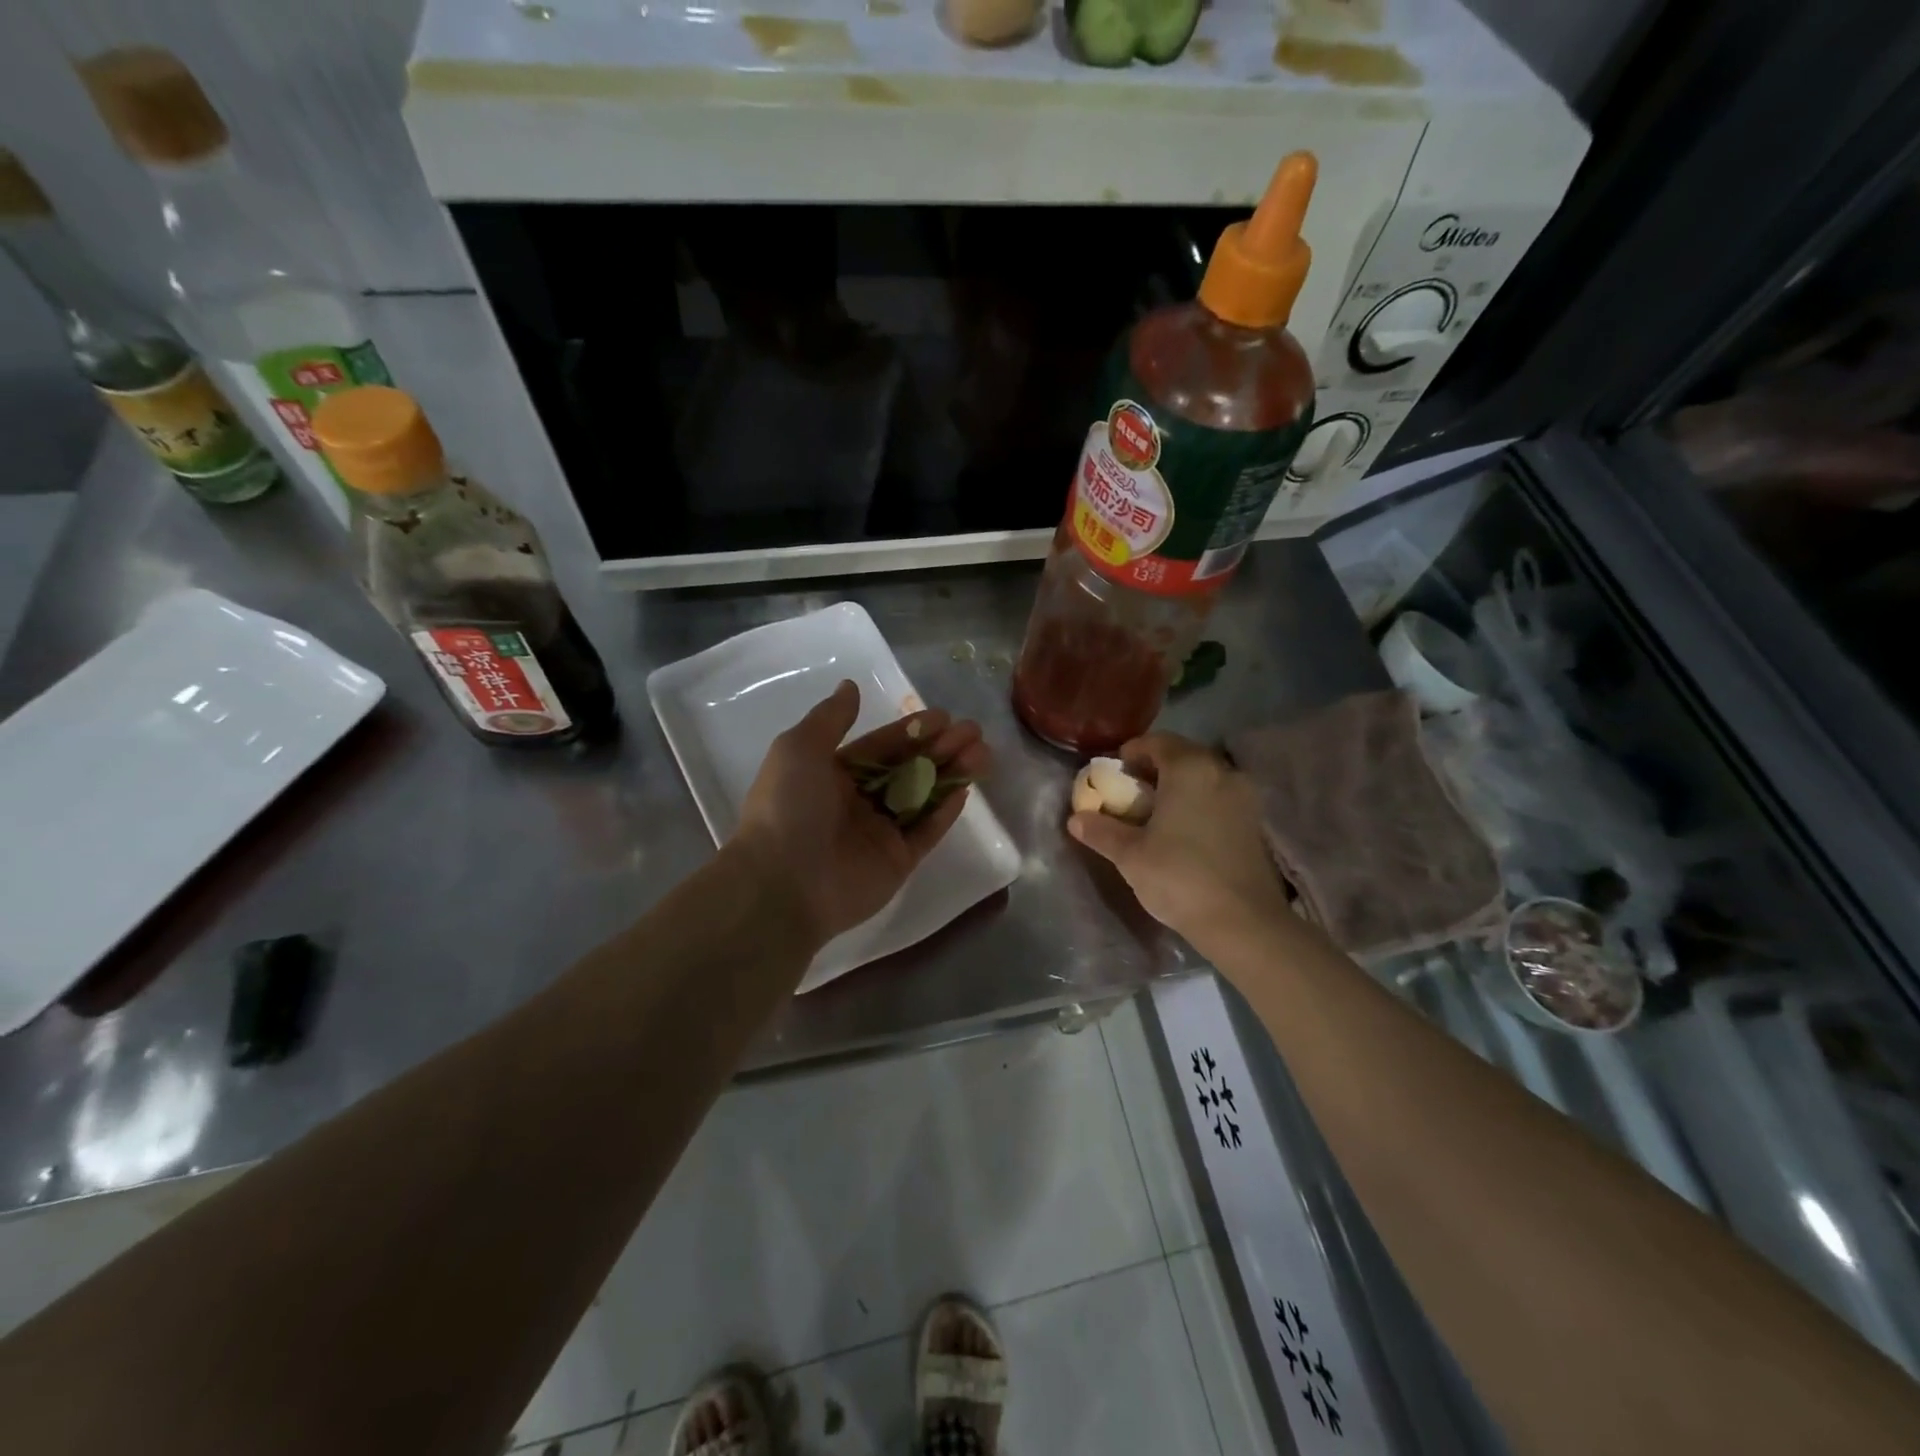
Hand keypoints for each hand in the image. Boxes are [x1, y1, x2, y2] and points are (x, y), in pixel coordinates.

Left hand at [732, 680, 989, 948]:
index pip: (881, 746)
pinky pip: (926, 832)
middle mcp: (857, 801)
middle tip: (974, 732)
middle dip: (940, 748)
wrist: (782, 882)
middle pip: (908, 768)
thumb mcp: (800, 749)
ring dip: (951, 774)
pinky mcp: (896, 862)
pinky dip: (944, 813)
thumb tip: (850, 686)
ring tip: (982, 755)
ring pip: (923, 797)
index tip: (944, 717)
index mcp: (833, 774)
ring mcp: (879, 833)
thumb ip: (831, 718)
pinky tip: (965, 790)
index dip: (912, 730)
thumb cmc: (788, 807)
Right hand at [1067, 732, 1289, 948]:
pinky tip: (1183, 832)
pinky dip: (1198, 804)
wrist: (1243, 922)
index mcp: (1190, 769)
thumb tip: (1076, 820)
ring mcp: (1244, 797)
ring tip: (1155, 814)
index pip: (1157, 742)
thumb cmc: (1179, 877)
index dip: (1131, 753)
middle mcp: (1222, 772)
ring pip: (1203, 778)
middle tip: (1130, 793)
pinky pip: (1219, 798)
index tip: (1113, 774)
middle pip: (1182, 756)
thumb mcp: (1130, 855)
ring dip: (1178, 787)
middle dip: (1154, 769)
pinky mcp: (1255, 823)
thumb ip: (1101, 831)